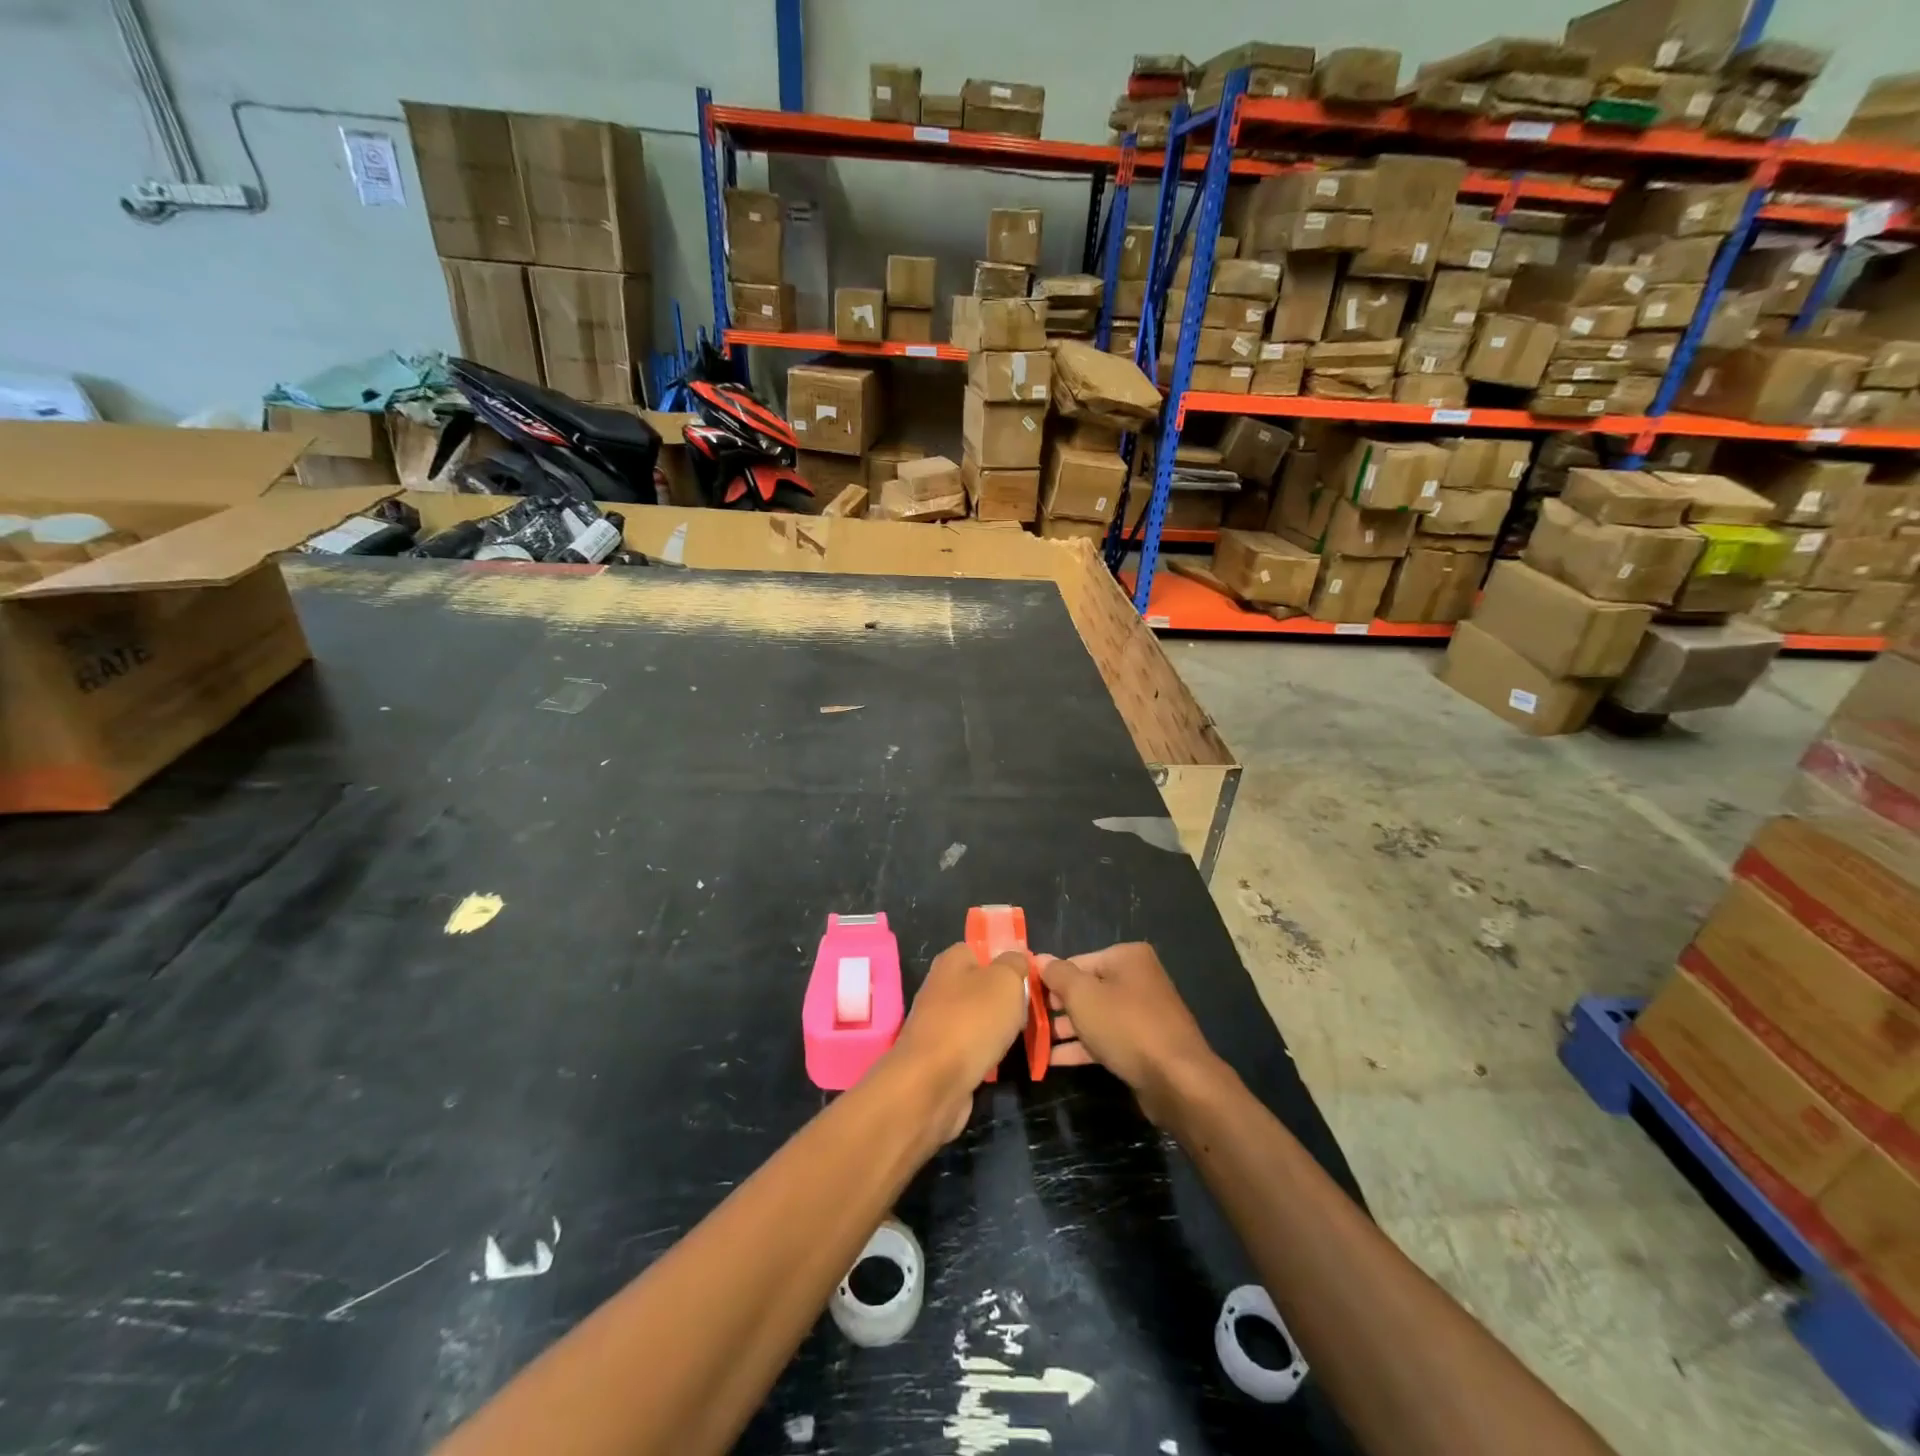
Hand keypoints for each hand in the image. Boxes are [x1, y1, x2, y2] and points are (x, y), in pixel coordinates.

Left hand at [889, 943, 1027, 1141]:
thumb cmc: (972, 1022)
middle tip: (1031, 1011)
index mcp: (951, 961)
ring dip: (999, 1029)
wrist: (933, 1083)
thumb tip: (1016, 956)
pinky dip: (986, 1053)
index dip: (1008, 961)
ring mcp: (938, 1022)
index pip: (982, 950)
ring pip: (979, 1018)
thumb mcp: (1005, 980)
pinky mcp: (939, 1055)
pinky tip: (1000, 1060)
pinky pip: (971, 1046)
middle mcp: (940, 987)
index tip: (1031, 978)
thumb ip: (1014, 963)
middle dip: (1007, 999)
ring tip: (1022, 1037)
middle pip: (982, 986)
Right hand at [1037, 943, 1221, 1126]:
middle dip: (1057, 1006)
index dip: (1049, 979)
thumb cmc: (1125, 1026)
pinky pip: (1106, 1039)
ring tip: (1033, 1042)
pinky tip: (1052, 1060)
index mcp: (1126, 958)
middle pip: (1086, 988)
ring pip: (1095, 1016)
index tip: (1025, 997)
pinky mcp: (1143, 1045)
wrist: (1177, 1080)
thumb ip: (1058, 975)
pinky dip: (1082, 1047)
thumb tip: (1038, 958)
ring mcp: (1142, 1014)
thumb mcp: (1083, 996)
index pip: (1077, 962)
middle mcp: (1137, 979)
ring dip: (1065, 1029)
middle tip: (1027, 1021)